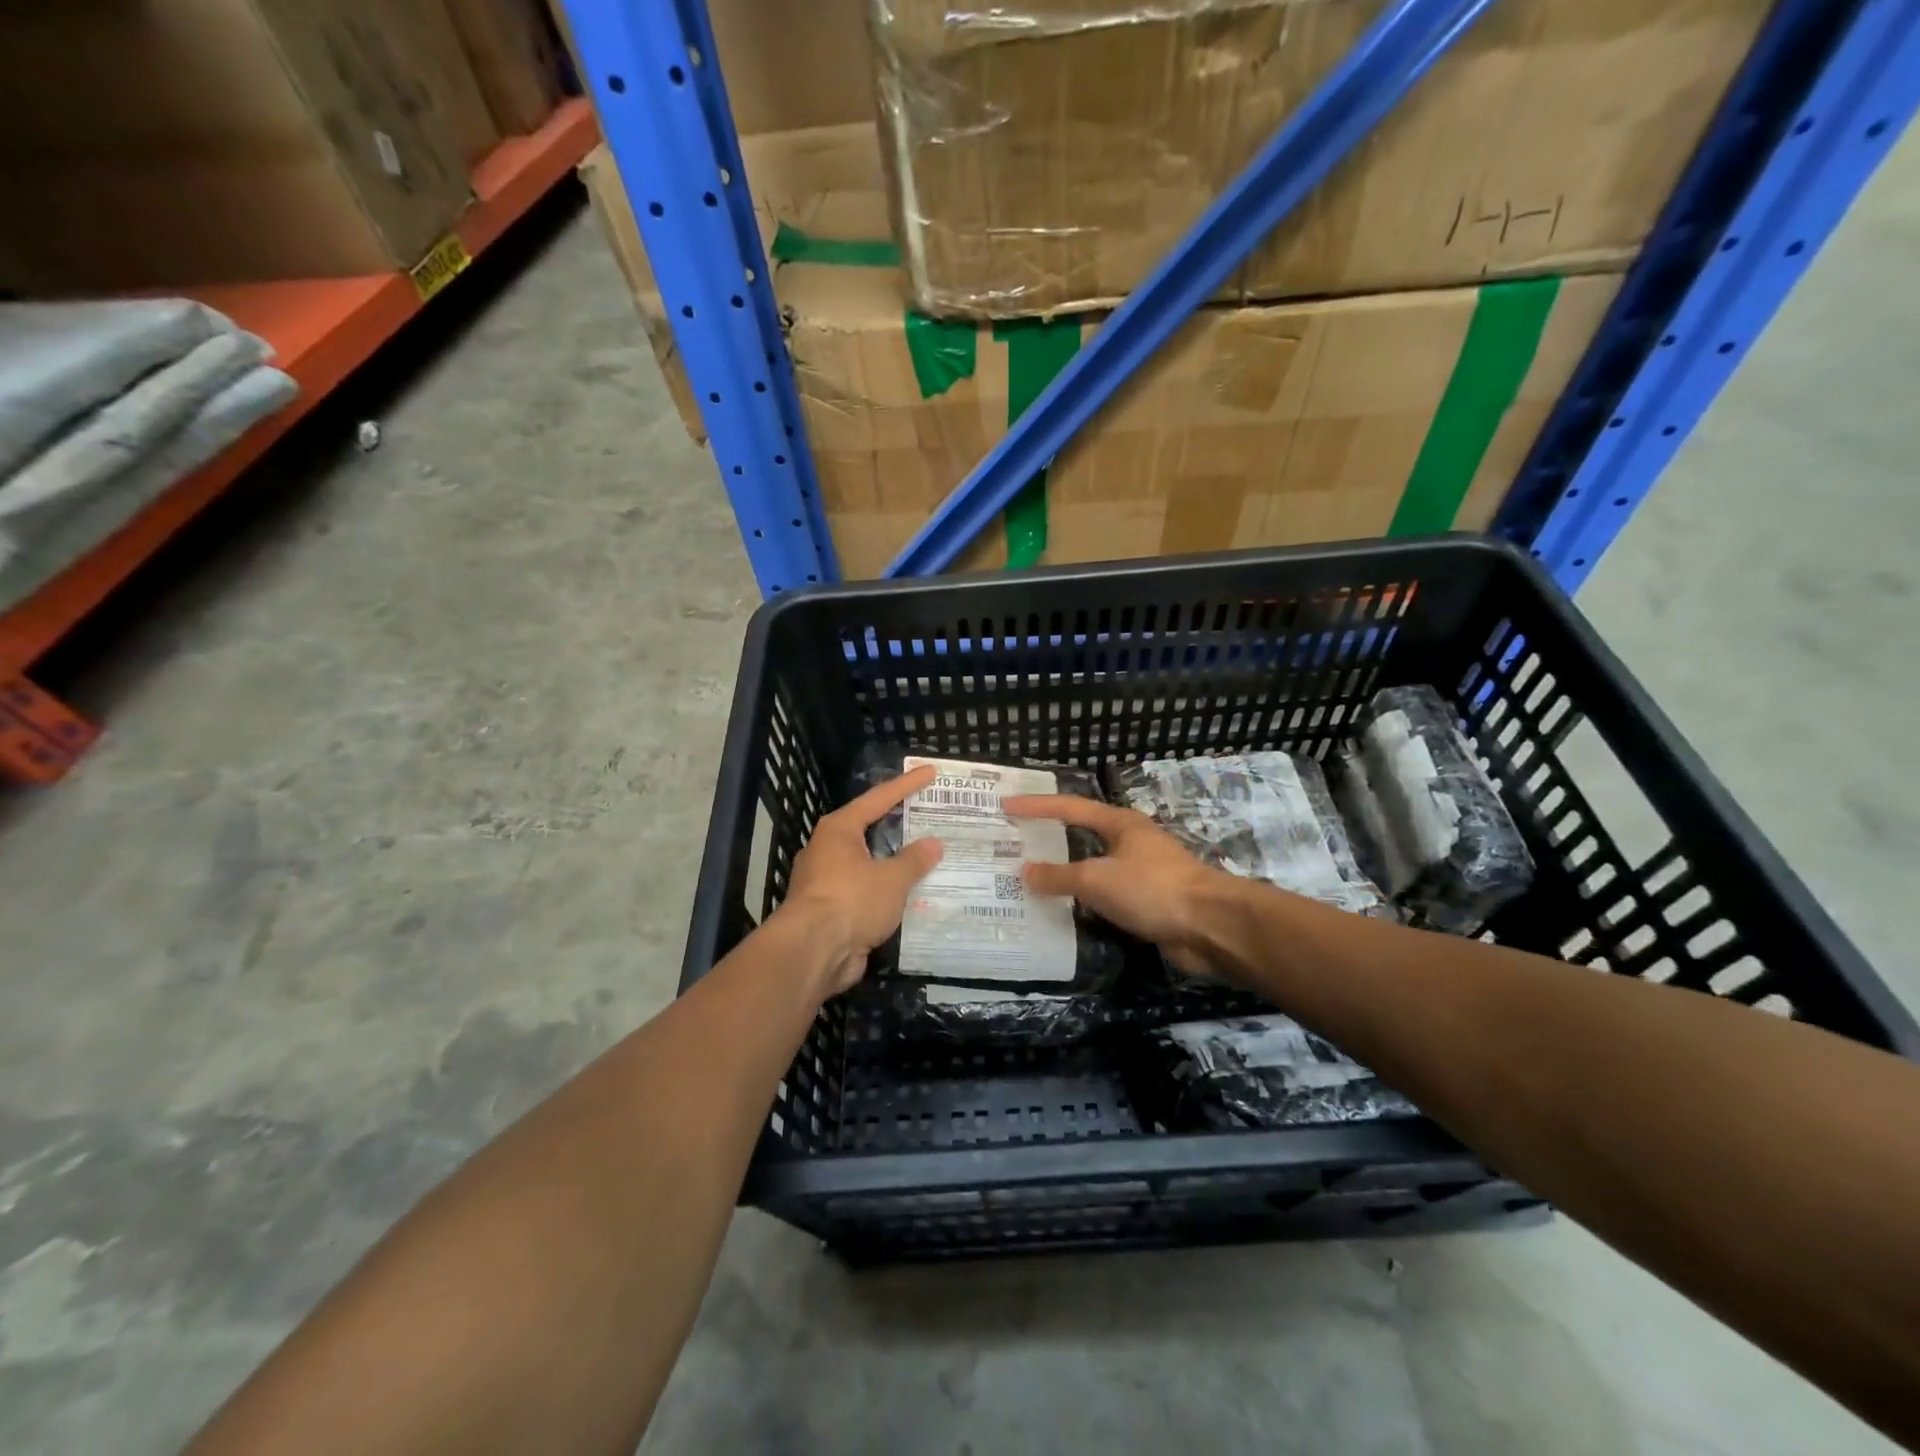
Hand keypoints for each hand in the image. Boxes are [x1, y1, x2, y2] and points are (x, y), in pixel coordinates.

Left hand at [782, 764, 943, 997]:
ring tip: (927, 859)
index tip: (929, 772)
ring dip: (894, 863)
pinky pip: (866, 893)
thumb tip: (934, 844)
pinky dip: (887, 892)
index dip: (906, 785)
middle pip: (869, 830)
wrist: (813, 953)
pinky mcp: (830, 911)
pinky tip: (911, 895)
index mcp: (839, 830)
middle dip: (899, 826)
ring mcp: (826, 881)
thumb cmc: (851, 901)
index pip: (878, 799)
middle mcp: (828, 850)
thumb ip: (914, 860)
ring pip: (868, 864)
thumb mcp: (891, 878)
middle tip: (929, 817)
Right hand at [1002, 794, 1221, 975]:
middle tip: (1014, 842)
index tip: (1006, 805)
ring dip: (1065, 874)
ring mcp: (1140, 872)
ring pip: (1093, 868)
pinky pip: (1104, 896)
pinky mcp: (1146, 902)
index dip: (1036, 806)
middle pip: (1081, 835)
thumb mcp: (1097, 879)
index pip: (1069, 807)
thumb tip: (1024, 871)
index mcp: (1119, 823)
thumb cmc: (1152, 889)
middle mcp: (1129, 842)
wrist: (1210, 926)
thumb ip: (1059, 876)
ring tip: (1029, 879)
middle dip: (1049, 838)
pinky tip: (1064, 910)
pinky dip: (1083, 900)